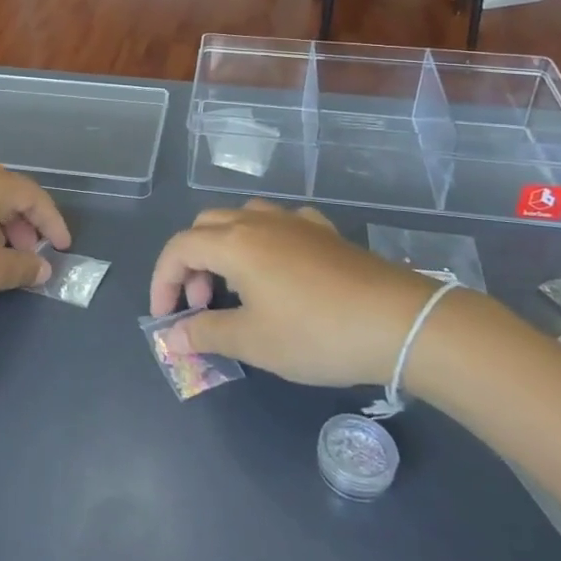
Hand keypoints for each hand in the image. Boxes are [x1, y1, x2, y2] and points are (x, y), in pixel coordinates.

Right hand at [149, 202, 449, 387]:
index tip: (166, 318)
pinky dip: (264, 242)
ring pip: (242, 218)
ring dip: (225, 248)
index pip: (179, 248)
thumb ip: (206, 334)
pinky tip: (279, 269)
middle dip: (192, 263)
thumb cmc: (315, 333)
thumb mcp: (253, 341)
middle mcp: (259, 221)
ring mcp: (295, 222)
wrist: (398, 322)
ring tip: (236, 287)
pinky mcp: (324, 232)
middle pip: (206, 226)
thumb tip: (172, 337)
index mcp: (234, 242)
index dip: (163, 281)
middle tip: (203, 305)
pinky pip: (280, 224)